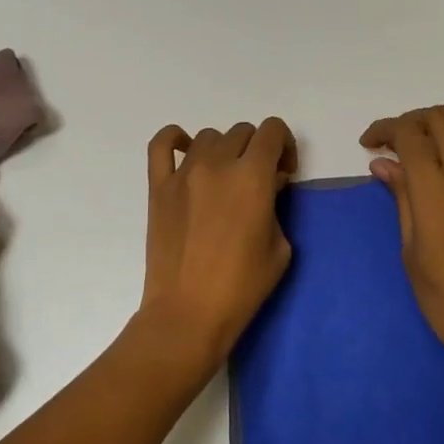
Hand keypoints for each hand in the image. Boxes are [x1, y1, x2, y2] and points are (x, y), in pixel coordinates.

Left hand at [141, 119, 297, 365]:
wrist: (189, 312)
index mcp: (252, 177)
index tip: (284, 173)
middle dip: (258, 150)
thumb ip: (276, 206)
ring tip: (225, 179)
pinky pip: (161, 145)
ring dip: (225, 150)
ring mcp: (183, 173)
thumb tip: (266, 187)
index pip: (272, 131)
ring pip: (210, 136)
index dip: (285, 145)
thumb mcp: (280, 246)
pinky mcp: (158, 187)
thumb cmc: (242, 286)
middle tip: (258, 183)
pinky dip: (175, 139)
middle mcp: (218, 164)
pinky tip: (186, 152)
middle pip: (243, 132)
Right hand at [361, 104, 443, 363]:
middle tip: (396, 140)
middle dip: (413, 120)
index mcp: (435, 191)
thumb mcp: (409, 246)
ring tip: (431, 131)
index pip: (410, 135)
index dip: (386, 129)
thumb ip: (400, 195)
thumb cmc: (441, 293)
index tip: (370, 143)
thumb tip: (383, 162)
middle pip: (442, 119)